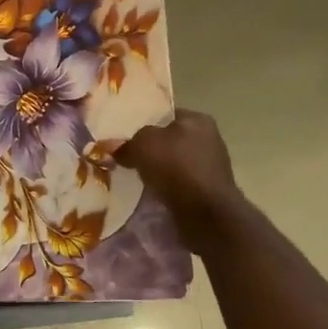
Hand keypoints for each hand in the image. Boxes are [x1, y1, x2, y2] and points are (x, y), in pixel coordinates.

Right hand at [115, 110, 246, 253]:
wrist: (205, 213)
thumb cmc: (176, 167)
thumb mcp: (142, 144)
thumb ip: (127, 143)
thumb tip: (116, 149)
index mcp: (197, 119)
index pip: (165, 115)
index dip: (143, 124)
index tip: (125, 138)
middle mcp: (209, 138)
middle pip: (170, 140)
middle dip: (150, 150)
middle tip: (126, 159)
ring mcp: (211, 165)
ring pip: (174, 163)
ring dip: (157, 171)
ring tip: (136, 178)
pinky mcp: (209, 189)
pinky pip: (179, 183)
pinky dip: (167, 187)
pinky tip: (153, 193)